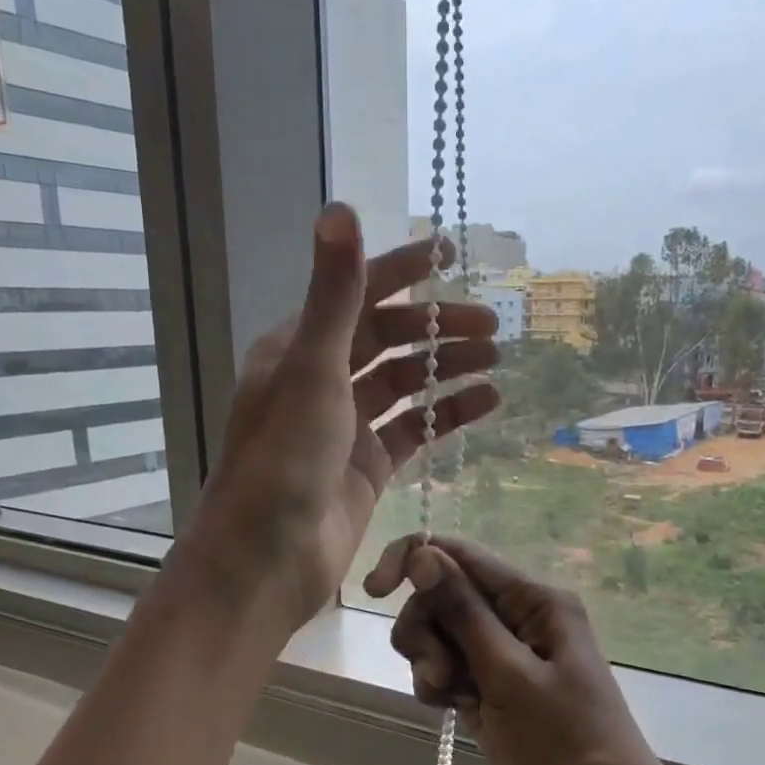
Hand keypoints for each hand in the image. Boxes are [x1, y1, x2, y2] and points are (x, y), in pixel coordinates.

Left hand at [189, 204, 498, 630]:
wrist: (267, 557)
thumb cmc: (283, 459)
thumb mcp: (312, 370)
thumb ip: (335, 294)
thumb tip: (340, 207)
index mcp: (297, 349)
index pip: (357, 295)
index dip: (402, 271)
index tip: (449, 254)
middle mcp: (320, 382)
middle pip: (388, 341)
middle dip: (437, 328)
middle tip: (491, 327)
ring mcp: (346, 428)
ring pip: (405, 385)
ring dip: (447, 369)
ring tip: (497, 360)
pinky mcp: (368, 468)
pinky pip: (414, 430)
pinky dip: (447, 414)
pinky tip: (487, 402)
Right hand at [363, 536, 682, 764]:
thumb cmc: (564, 742)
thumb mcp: (508, 673)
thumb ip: (463, 612)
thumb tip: (422, 554)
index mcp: (533, 600)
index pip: (461, 555)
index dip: (413, 561)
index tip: (375, 592)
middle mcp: (518, 617)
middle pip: (444, 596)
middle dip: (427, 630)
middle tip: (439, 674)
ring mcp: (504, 655)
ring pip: (441, 634)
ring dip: (430, 661)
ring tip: (449, 698)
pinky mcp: (493, 689)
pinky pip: (449, 668)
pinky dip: (439, 685)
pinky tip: (451, 710)